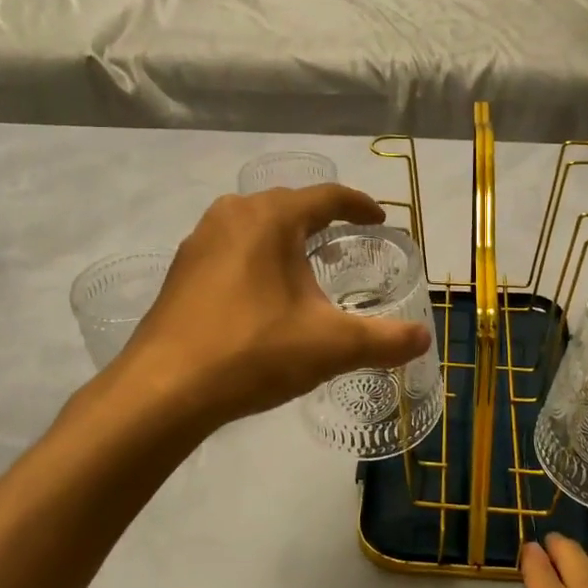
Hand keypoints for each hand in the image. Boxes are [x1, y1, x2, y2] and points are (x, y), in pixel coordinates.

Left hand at [112, 185, 432, 431]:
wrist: (164, 390)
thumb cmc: (253, 351)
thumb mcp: (330, 346)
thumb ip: (383, 340)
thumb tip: (423, 338)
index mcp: (271, 218)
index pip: (326, 197)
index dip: (359, 205)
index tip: (379, 219)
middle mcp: (232, 215)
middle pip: (288, 205)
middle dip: (321, 219)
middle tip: (346, 241)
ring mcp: (200, 241)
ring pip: (255, 225)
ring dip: (285, 237)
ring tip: (307, 264)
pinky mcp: (181, 270)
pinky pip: (230, 248)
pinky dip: (256, 257)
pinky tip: (262, 292)